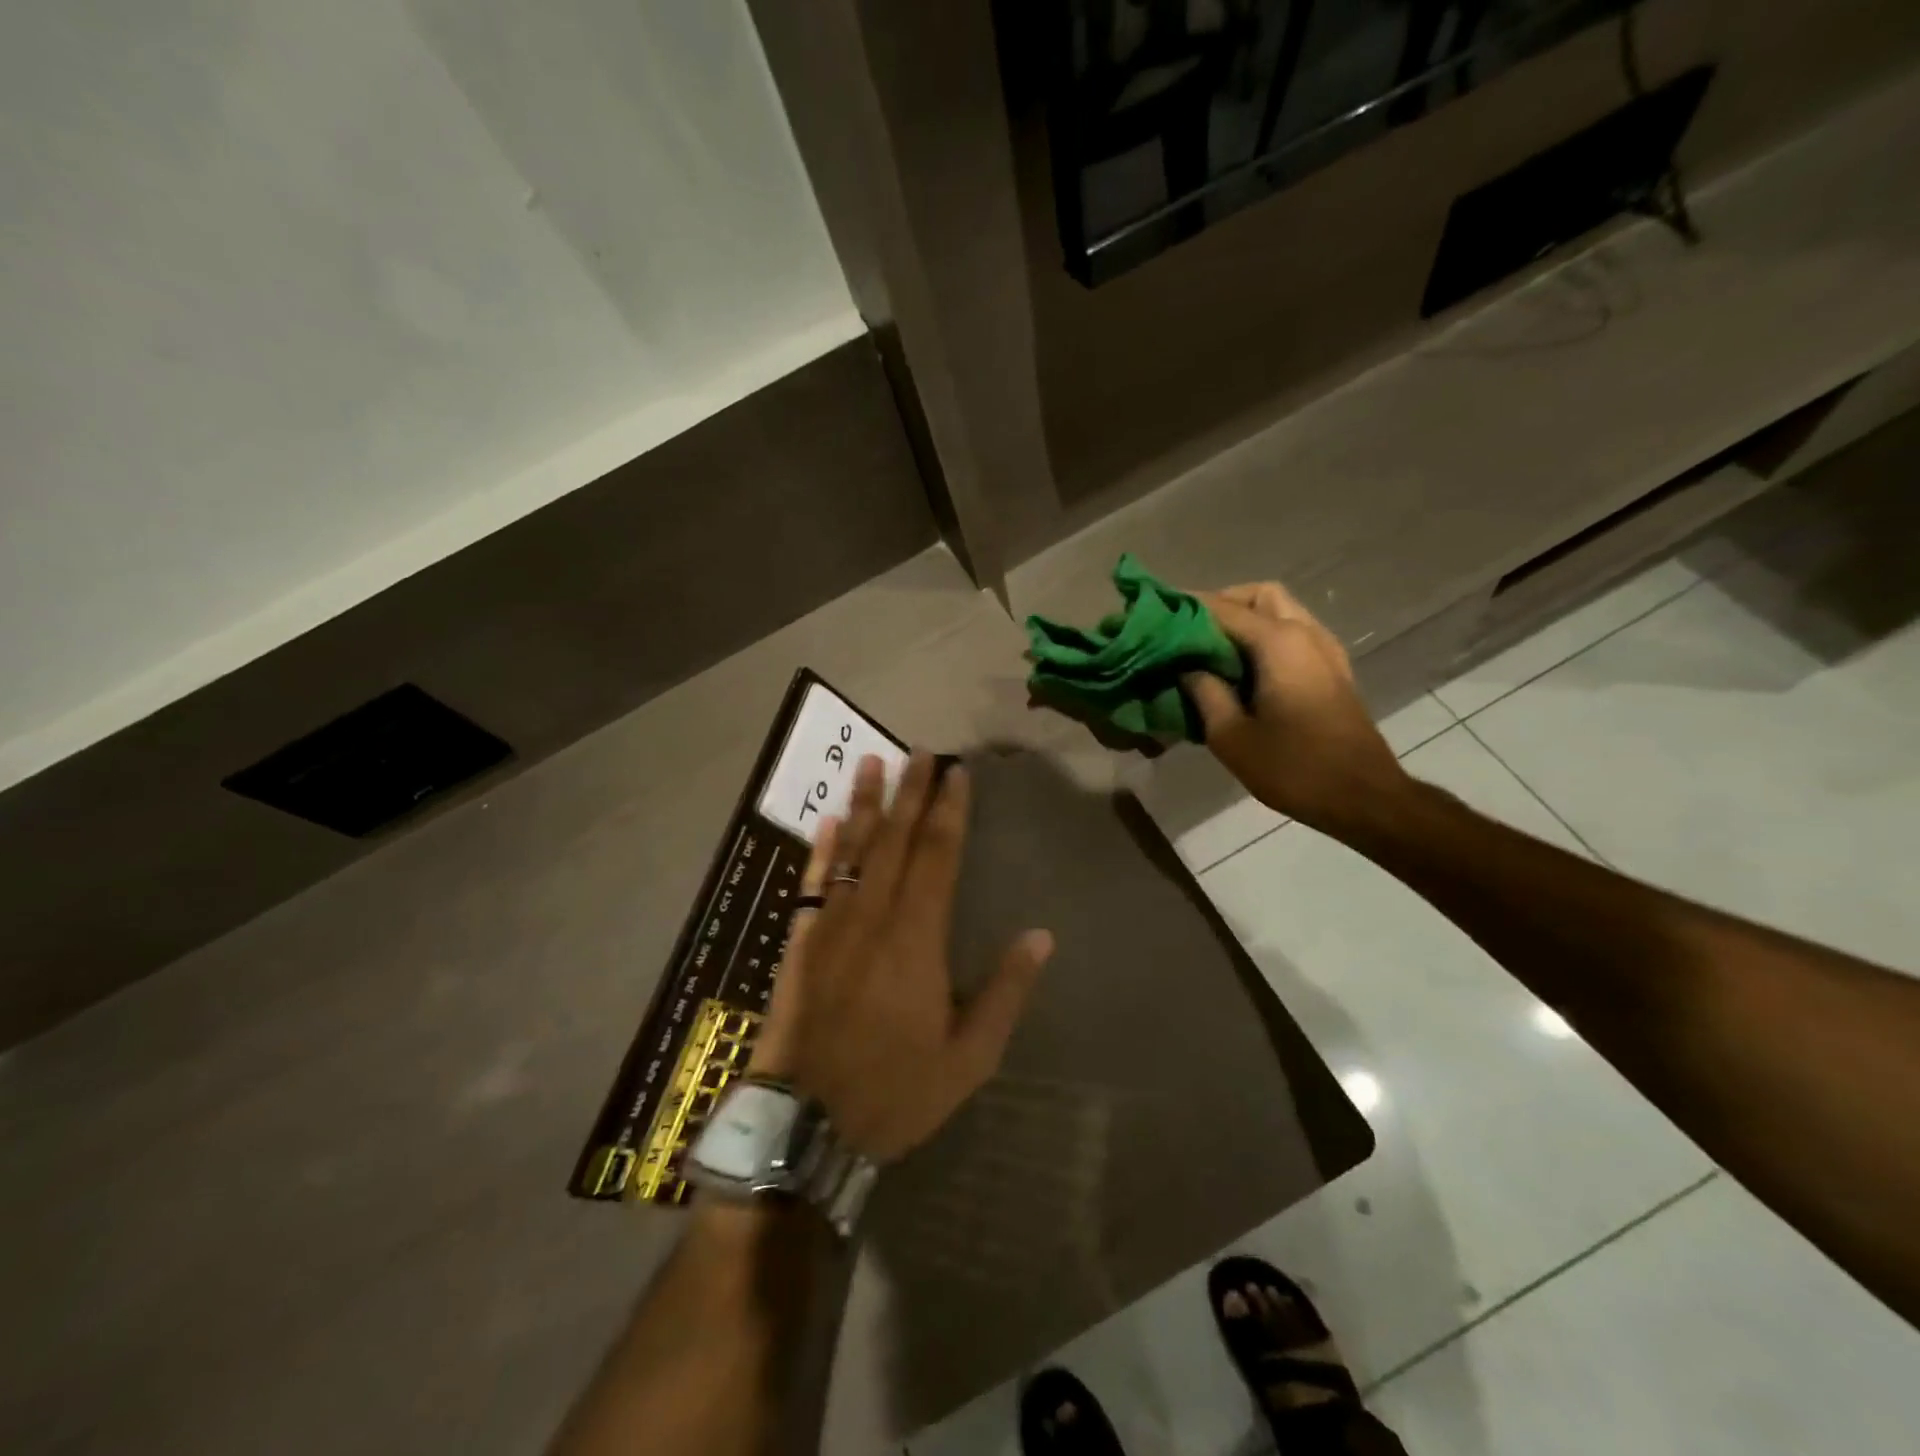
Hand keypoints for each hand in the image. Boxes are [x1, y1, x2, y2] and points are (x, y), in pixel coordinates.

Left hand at [748, 753, 1055, 1163]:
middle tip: (921, 751)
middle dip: (910, 792)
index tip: (956, 773)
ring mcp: (830, 926)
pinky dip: (823, 848)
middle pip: (895, 841)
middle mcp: (873, 917)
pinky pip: (813, 883)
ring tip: (874, 762)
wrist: (804, 1126)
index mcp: (917, 938)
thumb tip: (1040, 936)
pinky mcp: (800, 942)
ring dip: (866, 804)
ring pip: (853, 851)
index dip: (949, 811)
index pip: (937, 856)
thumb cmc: (895, 1091)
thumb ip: (1004, 992)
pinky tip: (831, 820)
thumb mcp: (968, 1057)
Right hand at [1182, 582, 1409, 833]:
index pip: (1223, 608)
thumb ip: (1203, 692)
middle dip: (1221, 604)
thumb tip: (1186, 668)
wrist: (1363, 797)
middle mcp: (1305, 633)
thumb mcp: (1230, 736)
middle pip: (1259, 595)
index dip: (1186, 607)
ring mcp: (1325, 650)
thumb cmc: (1293, 768)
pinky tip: (1242, 669)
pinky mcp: (1332, 669)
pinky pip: (1293, 633)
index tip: (1154, 612)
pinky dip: (1264, 636)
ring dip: (1245, 619)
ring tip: (1210, 650)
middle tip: (1188, 631)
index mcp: (1279, 643)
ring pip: (1280, 611)